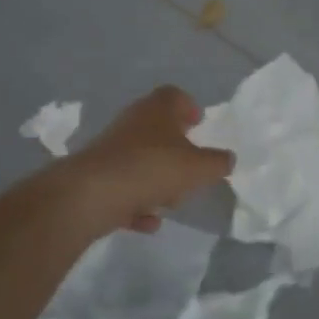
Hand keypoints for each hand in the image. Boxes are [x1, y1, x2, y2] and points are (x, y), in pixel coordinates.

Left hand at [61, 87, 232, 235]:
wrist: (91, 194)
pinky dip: (136, 203)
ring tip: (172, 199)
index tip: (199, 124)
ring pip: (139, 159)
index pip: (174, 96)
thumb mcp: (198, 167)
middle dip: (175, 148)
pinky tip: (149, 222)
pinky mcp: (95, 177)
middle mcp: (132, 123)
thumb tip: (227, 159)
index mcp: (157, 109)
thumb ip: (217, 163)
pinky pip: (123, 188)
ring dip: (156, 178)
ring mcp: (110, 150)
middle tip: (191, 166)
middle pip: (156, 128)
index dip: (188, 107)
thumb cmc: (153, 168)